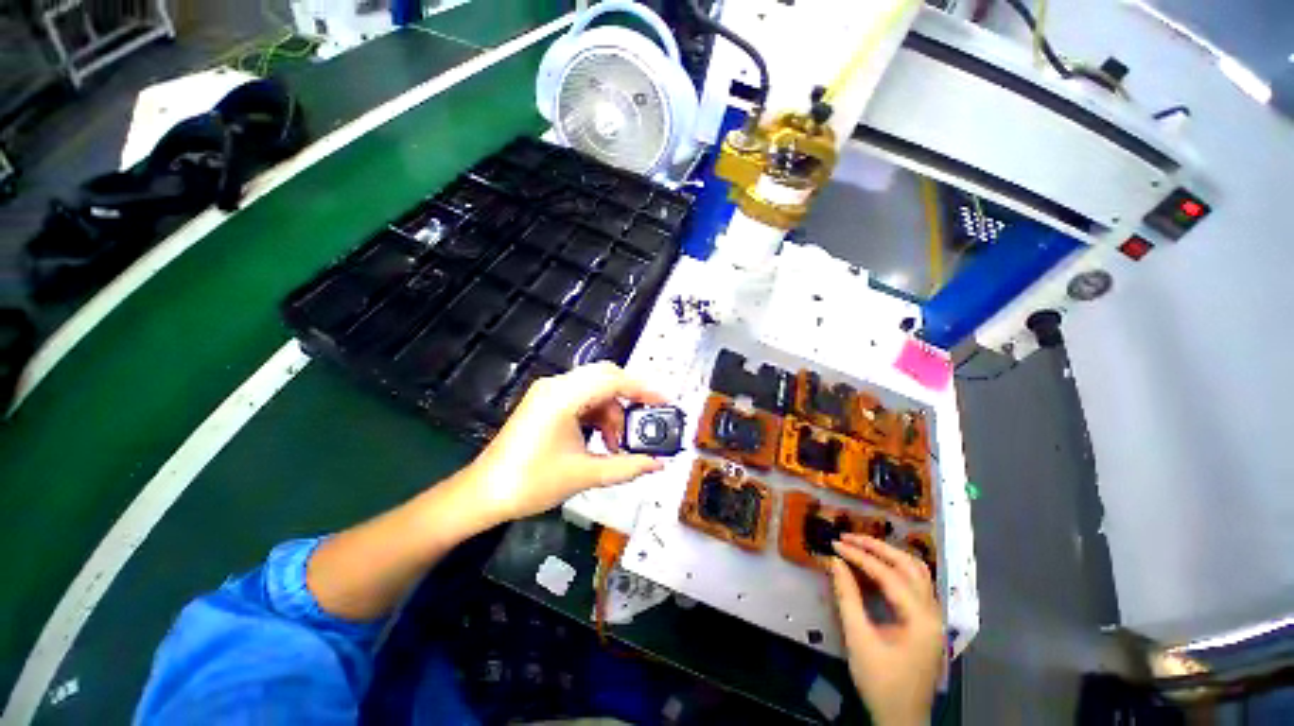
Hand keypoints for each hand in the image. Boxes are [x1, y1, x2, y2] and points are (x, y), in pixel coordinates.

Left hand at [462, 361, 666, 522]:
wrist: (484, 494)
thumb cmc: (532, 483)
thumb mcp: (585, 474)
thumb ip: (626, 466)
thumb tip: (658, 463)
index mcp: (563, 397)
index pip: (613, 380)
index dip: (643, 389)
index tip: (665, 401)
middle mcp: (556, 385)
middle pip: (605, 377)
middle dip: (629, 398)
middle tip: (645, 421)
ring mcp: (549, 392)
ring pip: (595, 388)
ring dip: (612, 411)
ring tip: (617, 444)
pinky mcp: (546, 402)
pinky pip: (582, 398)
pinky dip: (597, 414)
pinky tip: (601, 439)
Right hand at [826, 534, 944, 725]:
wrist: (902, 720)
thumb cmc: (880, 682)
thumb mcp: (859, 639)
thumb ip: (847, 596)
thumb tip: (834, 561)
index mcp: (921, 619)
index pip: (888, 575)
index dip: (859, 556)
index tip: (835, 543)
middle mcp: (933, 613)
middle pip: (909, 566)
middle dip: (877, 547)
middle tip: (848, 538)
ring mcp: (934, 618)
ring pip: (917, 572)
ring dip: (889, 555)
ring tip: (861, 546)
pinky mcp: (927, 623)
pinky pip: (915, 585)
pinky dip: (895, 569)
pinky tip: (876, 567)